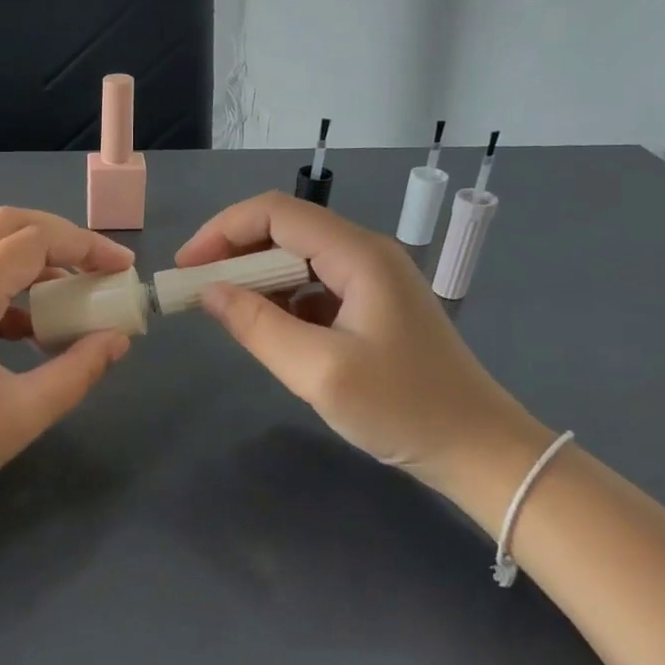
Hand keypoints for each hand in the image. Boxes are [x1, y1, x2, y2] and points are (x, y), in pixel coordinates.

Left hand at [0, 207, 135, 542]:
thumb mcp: (21, 414)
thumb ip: (78, 370)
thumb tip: (117, 339)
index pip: (35, 241)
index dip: (87, 248)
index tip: (123, 272)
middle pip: (7, 228)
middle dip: (61, 240)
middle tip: (99, 271)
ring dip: (32, 264)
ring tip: (71, 301)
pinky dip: (5, 290)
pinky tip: (28, 332)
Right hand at [176, 193, 548, 496]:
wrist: (479, 452)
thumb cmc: (403, 409)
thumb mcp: (319, 371)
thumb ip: (257, 326)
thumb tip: (208, 291)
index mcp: (358, 255)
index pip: (274, 213)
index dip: (222, 231)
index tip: (185, 268)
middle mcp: (365, 254)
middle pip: (284, 229)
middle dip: (232, 252)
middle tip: (195, 289)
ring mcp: (371, 280)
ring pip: (296, 258)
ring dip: (254, 277)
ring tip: (222, 310)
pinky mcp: (371, 307)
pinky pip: (312, 287)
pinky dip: (279, 300)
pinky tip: (267, 329)